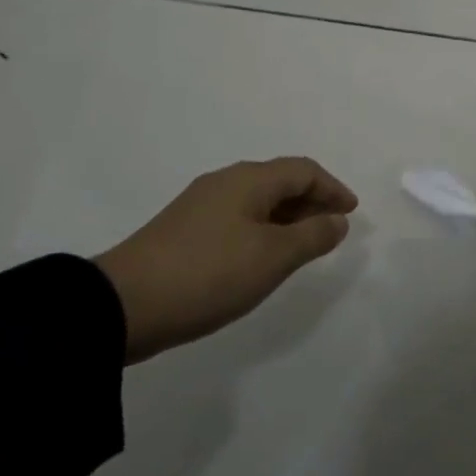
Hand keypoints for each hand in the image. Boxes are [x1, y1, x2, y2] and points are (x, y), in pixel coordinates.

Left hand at [94, 158, 357, 363]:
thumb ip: (312, 236)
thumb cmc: (209, 274)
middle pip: (280, 181)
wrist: (123, 305)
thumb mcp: (272, 257)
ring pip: (257, 200)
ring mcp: (200, 204)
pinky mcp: (183, 229)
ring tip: (303, 246)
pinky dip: (262, 229)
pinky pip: (238, 217)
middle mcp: (226, 182)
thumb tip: (337, 219)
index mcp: (249, 179)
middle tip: (332, 229)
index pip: (303, 170)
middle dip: (311, 201)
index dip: (332, 188)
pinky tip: (261, 256)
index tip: (352, 212)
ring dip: (286, 217)